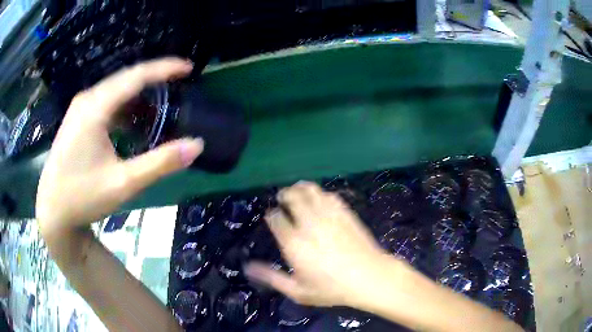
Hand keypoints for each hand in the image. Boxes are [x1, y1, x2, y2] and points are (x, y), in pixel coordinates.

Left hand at [36, 58, 203, 228]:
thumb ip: (160, 163)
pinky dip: (124, 107)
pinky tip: (133, 121)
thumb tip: (196, 145)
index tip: (188, 67)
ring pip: (115, 90)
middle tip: (179, 85)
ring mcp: (80, 108)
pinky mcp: (78, 118)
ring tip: (160, 105)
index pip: (135, 76)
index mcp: (95, 108)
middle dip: (154, 80)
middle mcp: (87, 100)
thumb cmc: (83, 197)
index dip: (164, 68)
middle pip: (126, 79)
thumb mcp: (123, 184)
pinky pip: (106, 102)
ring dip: (139, 95)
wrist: (52, 210)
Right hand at [244, 181, 407, 306]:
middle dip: (284, 195)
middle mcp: (309, 224)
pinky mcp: (345, 212)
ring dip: (300, 188)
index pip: (276, 218)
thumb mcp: (298, 291)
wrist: (369, 277)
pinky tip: (319, 198)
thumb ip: (271, 277)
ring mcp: (329, 215)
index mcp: (294, 243)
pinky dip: (320, 193)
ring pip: (310, 191)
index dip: (271, 215)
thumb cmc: (332, 289)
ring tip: (297, 192)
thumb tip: (247, 267)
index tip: (271, 217)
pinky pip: (329, 195)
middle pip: (292, 197)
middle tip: (282, 199)